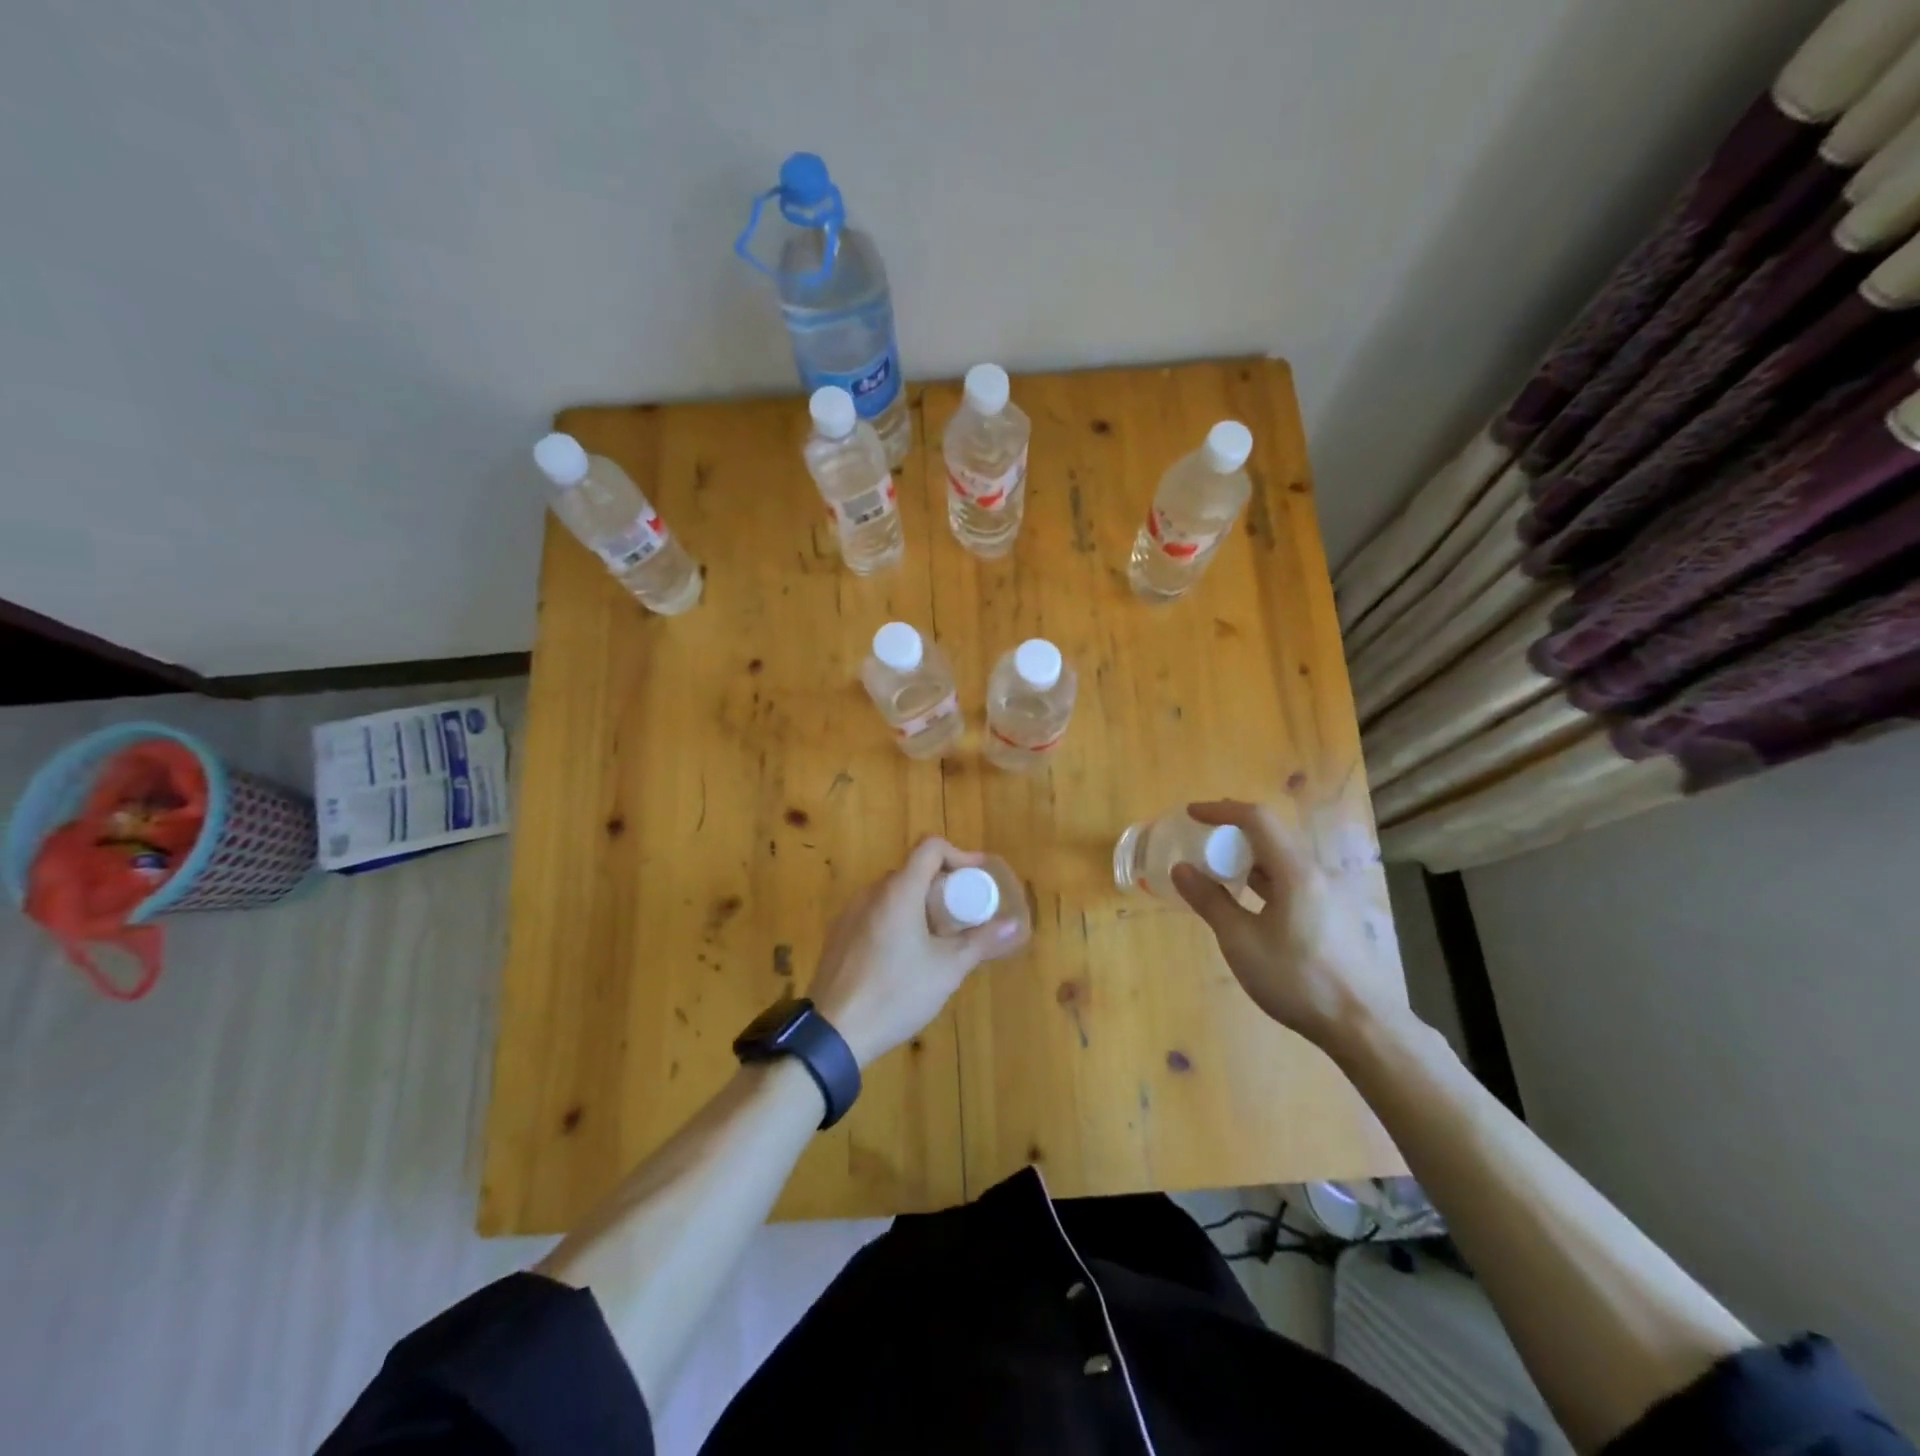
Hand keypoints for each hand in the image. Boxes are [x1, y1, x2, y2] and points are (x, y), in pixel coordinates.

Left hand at [806, 837, 1028, 1067]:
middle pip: (913, 871)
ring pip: (893, 893)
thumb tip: (1014, 924)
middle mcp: (872, 892)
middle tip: (963, 915)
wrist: (833, 1032)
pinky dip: (897, 919)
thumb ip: (981, 941)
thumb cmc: (896, 993)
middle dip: (943, 886)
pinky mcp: (839, 935)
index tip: (977, 877)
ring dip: (920, 904)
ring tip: (938, 939)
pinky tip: (905, 957)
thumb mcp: (947, 969)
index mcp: (899, 891)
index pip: (931, 847)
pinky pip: (875, 913)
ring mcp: (850, 913)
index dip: (959, 855)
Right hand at [1170, 800, 1395, 1048]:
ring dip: (1249, 856)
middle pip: (1272, 835)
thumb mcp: (1241, 941)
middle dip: (1233, 830)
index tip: (1192, 814)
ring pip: (1283, 860)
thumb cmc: (1296, 979)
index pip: (1257, 819)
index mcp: (1295, 871)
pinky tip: (1250, 902)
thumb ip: (1210, 901)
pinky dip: (1264, 877)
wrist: (1362, 1025)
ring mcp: (1328, 895)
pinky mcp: (1333, 916)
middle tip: (1201, 838)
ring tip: (1219, 868)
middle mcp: (1315, 874)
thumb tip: (1181, 869)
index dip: (1221, 810)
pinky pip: (1292, 880)